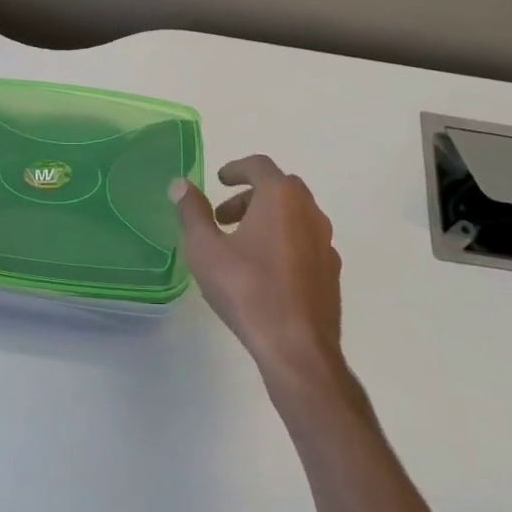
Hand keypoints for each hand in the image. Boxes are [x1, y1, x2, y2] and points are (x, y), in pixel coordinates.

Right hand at [170, 155, 344, 392]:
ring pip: (295, 215)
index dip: (236, 168)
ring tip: (239, 246)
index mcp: (281, 198)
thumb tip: (180, 184)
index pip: (259, 166)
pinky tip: (265, 271)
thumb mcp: (206, 249)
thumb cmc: (247, 289)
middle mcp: (310, 212)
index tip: (219, 179)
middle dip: (249, 196)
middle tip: (223, 217)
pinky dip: (284, 241)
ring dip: (267, 219)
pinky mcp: (331, 271)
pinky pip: (305, 242)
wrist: (296, 346)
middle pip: (279, 188)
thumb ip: (192, 212)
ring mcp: (326, 242)